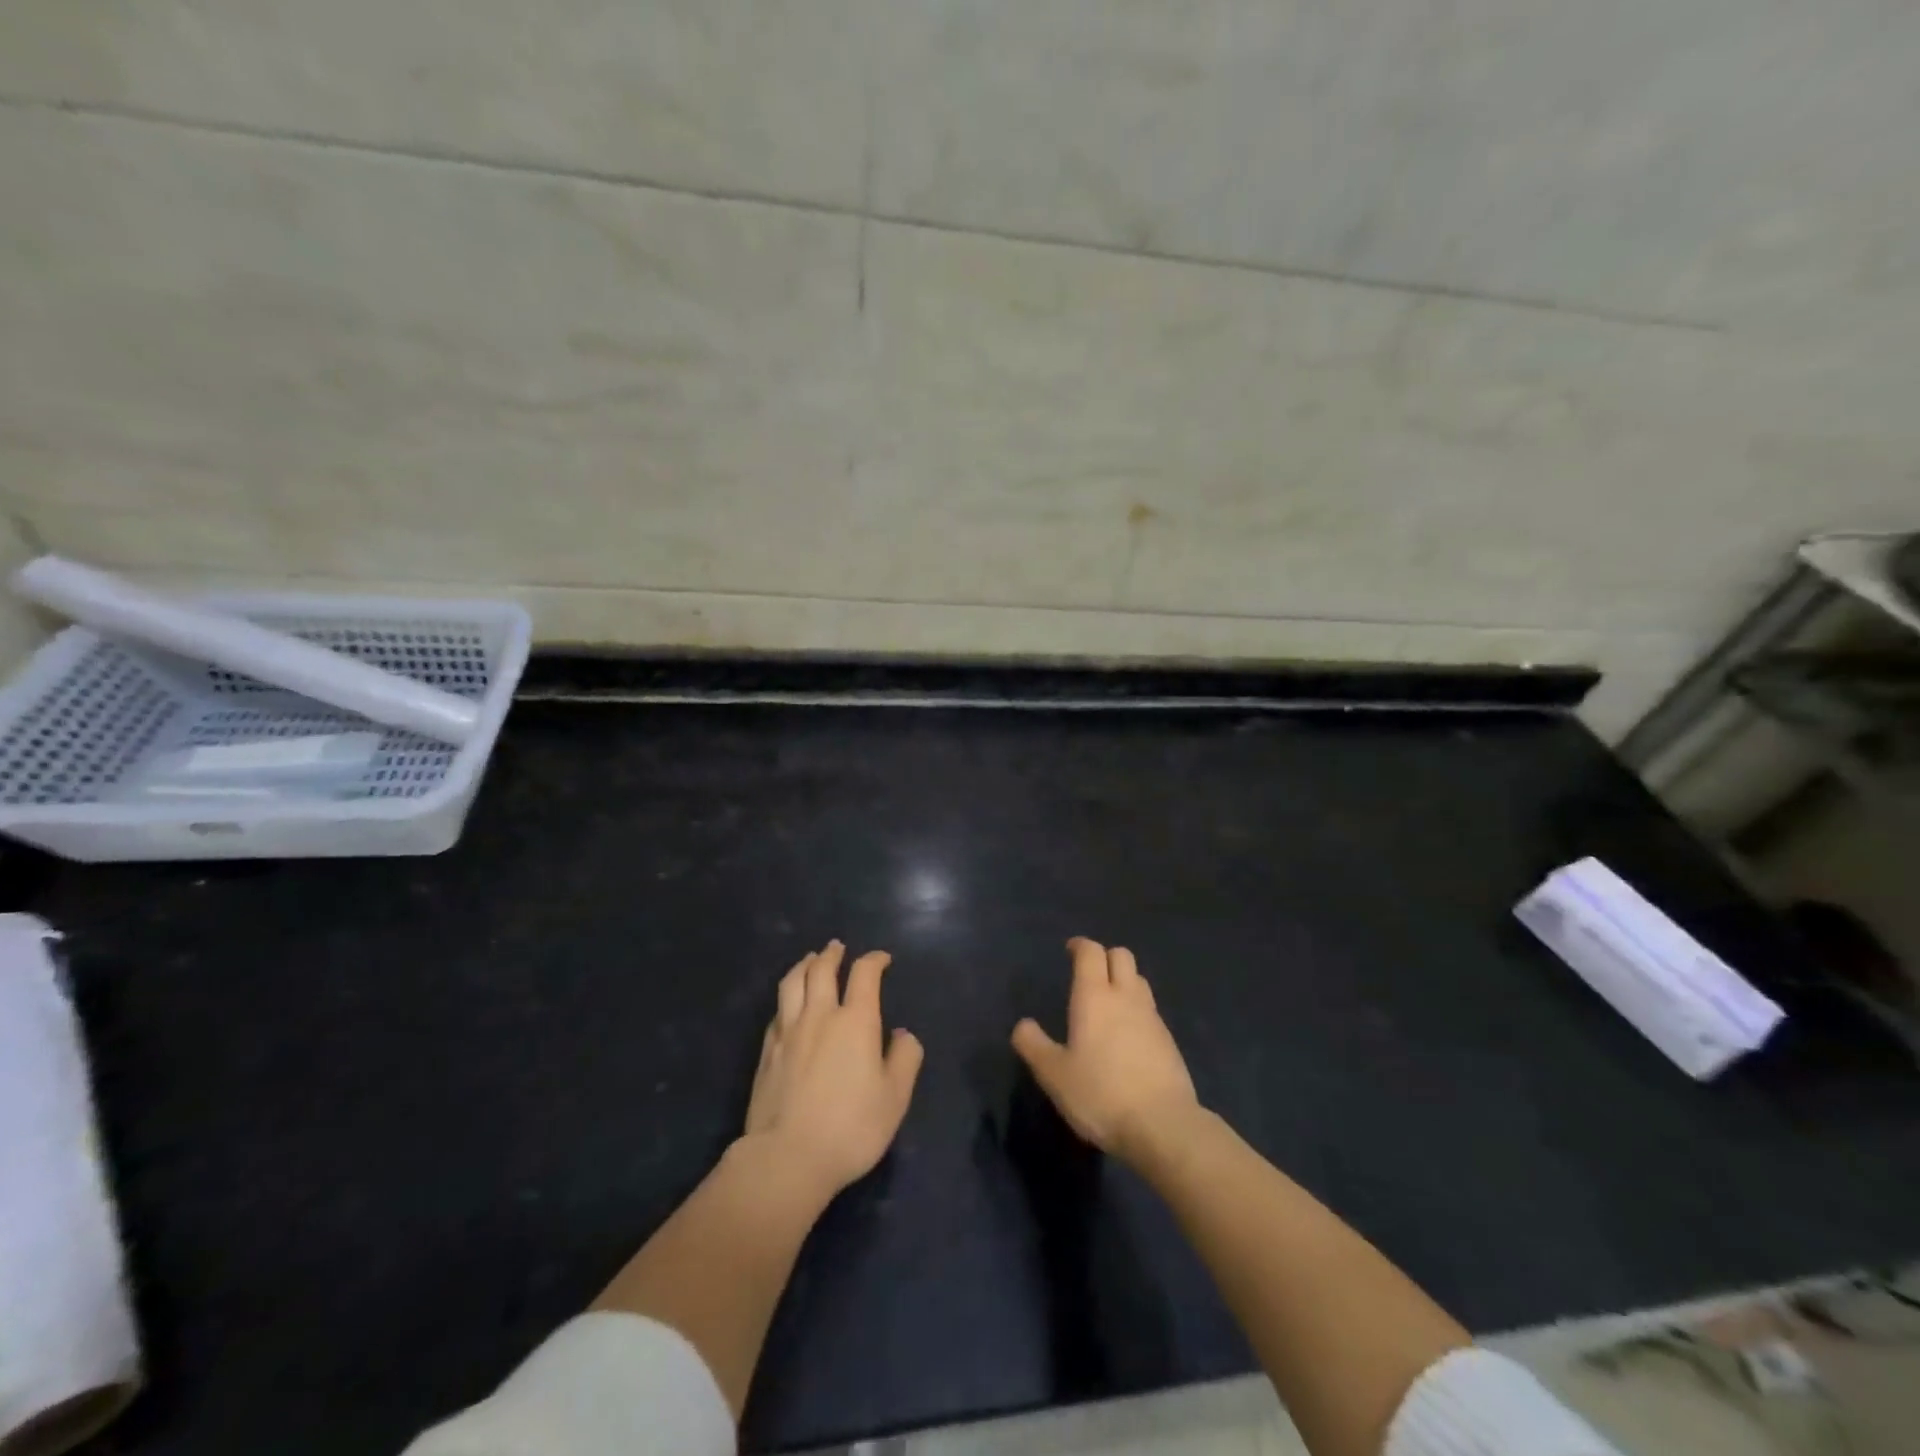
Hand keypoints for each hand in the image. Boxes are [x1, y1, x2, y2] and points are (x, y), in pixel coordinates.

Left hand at [743, 941, 923, 1199]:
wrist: (787, 1157)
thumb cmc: (851, 1127)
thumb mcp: (895, 1098)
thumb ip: (905, 1059)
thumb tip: (903, 1034)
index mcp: (856, 1021)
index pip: (864, 974)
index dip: (874, 960)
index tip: (882, 959)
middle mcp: (820, 1016)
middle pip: (822, 969)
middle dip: (833, 954)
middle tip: (838, 947)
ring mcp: (788, 1031)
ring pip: (793, 983)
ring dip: (804, 965)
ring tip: (810, 960)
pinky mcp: (766, 1051)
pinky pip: (778, 1010)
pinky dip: (787, 997)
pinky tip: (789, 1004)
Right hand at [1012, 937, 1198, 1161]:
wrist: (1163, 1126)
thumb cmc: (1101, 1094)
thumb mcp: (1054, 1075)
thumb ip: (1034, 1045)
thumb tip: (1022, 1025)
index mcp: (1095, 996)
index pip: (1091, 952)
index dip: (1080, 946)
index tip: (1069, 950)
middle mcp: (1126, 997)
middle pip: (1122, 956)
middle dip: (1105, 957)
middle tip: (1088, 973)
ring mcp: (1152, 1018)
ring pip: (1139, 981)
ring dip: (1124, 981)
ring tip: (1108, 1003)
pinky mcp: (1169, 1041)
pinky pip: (1150, 1010)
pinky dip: (1137, 1010)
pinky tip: (1127, 1036)